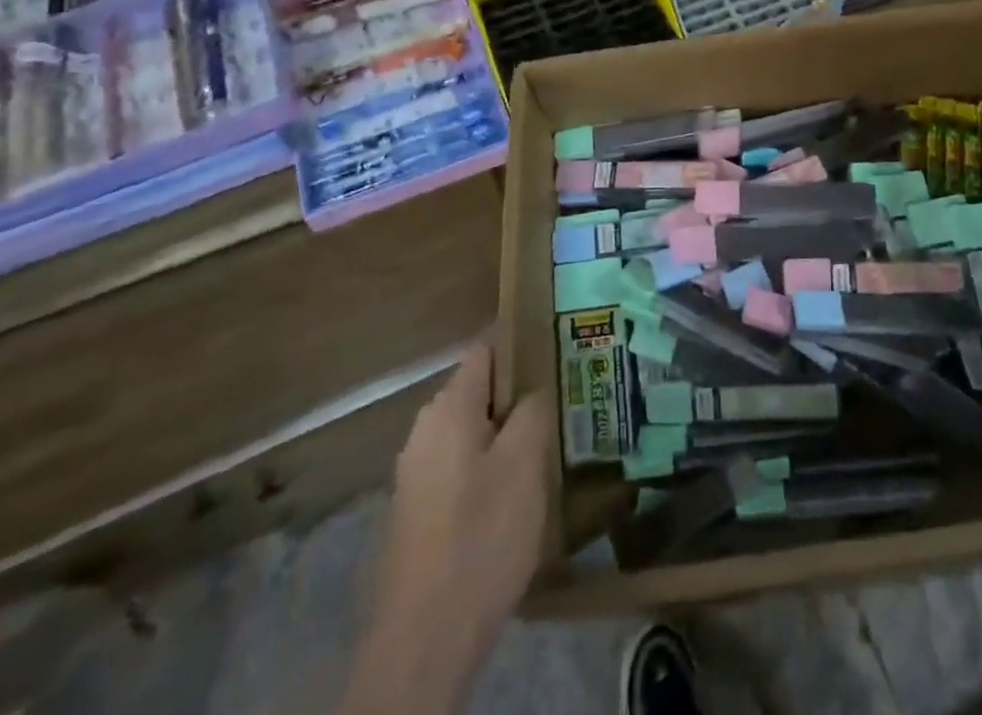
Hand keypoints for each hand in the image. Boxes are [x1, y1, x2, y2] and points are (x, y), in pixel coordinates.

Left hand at [347, 346, 551, 714]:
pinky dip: (489, 465)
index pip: (485, 349)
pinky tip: (517, 490)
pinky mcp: (417, 511)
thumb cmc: (481, 536)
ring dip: (506, 432)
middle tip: (564, 399)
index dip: (521, 341)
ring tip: (549, 442)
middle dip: (519, 391)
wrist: (423, 640)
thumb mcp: (525, 463)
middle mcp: (425, 430)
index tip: (559, 346)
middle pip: (479, 390)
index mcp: (448, 408)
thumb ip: (533, 410)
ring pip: (472, 430)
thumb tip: (535, 387)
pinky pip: (461, 465)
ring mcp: (416, 472)